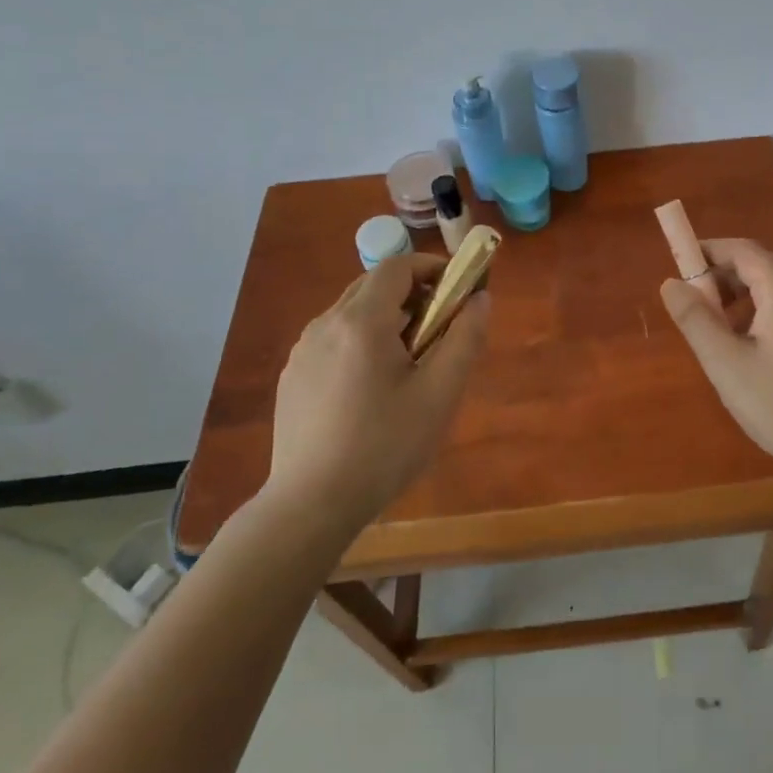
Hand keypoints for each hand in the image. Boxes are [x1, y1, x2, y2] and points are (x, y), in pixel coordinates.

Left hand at [265, 254, 490, 527]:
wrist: (310, 506)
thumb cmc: (384, 447)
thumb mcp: (439, 394)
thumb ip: (465, 338)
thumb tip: (480, 298)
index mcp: (362, 321)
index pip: (398, 266)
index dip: (432, 268)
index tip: (457, 290)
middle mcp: (326, 324)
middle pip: (373, 285)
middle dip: (411, 294)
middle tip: (438, 328)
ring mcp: (303, 350)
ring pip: (351, 312)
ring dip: (385, 318)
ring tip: (407, 362)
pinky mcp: (292, 376)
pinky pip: (333, 339)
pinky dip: (360, 341)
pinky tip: (371, 389)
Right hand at [659, 238, 772, 482]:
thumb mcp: (726, 364)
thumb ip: (695, 319)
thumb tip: (671, 283)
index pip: (742, 250)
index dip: (708, 252)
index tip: (680, 265)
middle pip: (762, 265)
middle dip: (725, 277)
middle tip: (696, 304)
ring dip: (746, 297)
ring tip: (722, 331)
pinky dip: (769, 312)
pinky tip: (757, 349)